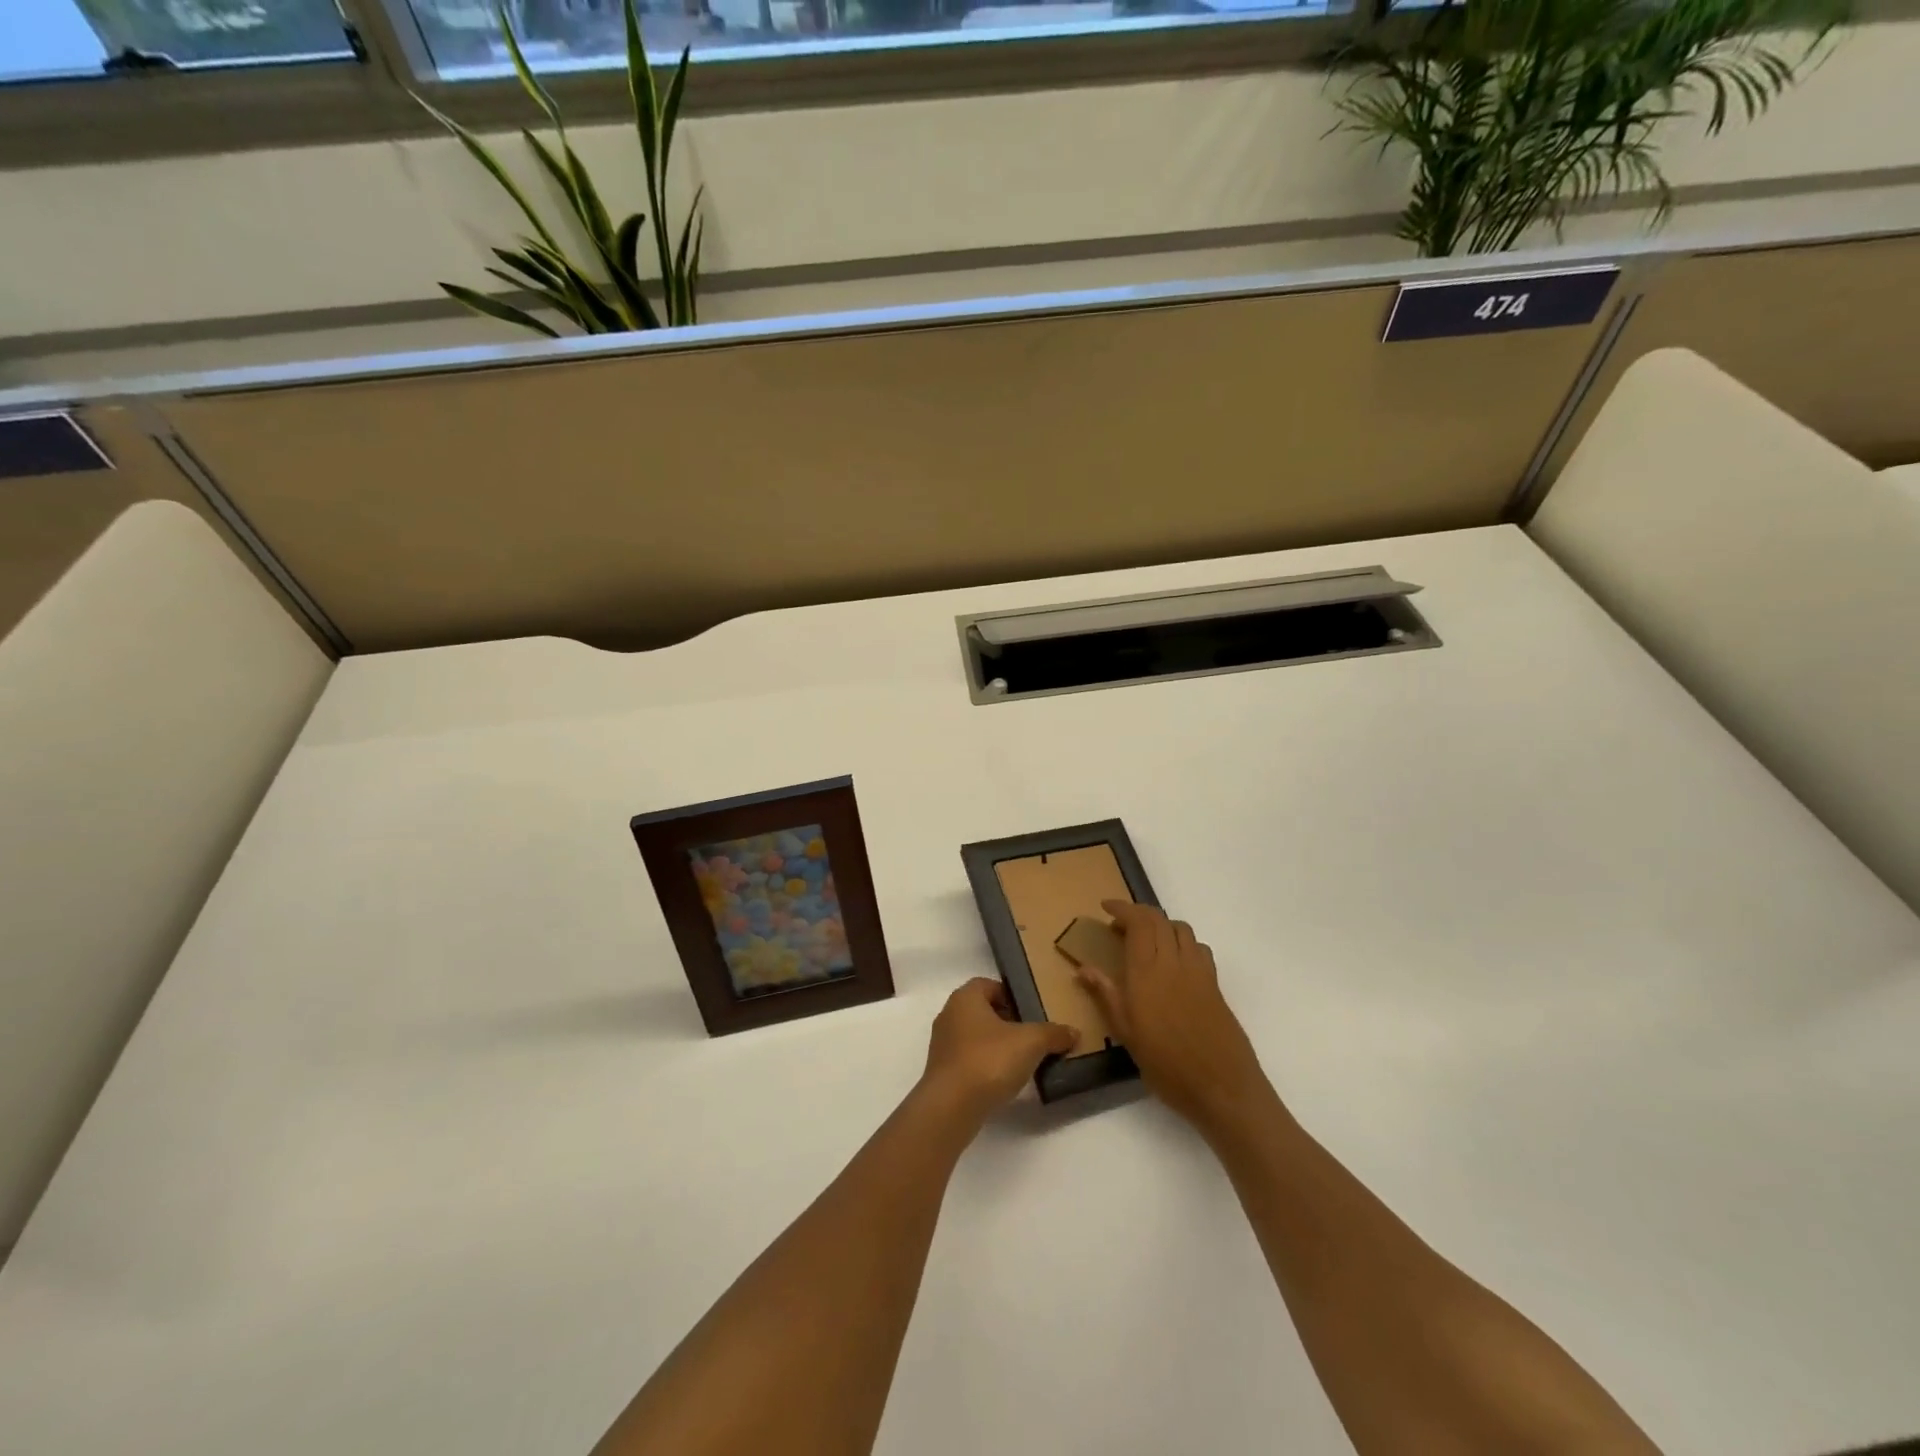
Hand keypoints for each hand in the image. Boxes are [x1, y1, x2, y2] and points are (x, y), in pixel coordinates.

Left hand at [922, 978, 1076, 1122]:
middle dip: (1007, 1021)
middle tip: (1031, 1035)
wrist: (951, 1106)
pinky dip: (985, 1064)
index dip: (1010, 995)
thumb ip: (1053, 1034)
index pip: (989, 985)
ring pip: (975, 1036)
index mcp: (965, 998)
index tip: (1030, 1011)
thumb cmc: (989, 1060)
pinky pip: (968, 1059)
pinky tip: (1003, 1080)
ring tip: (1022, 1060)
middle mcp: (949, 1015)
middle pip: (982, 1011)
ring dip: (996, 1045)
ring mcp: (942, 1044)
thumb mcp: (1031, 1043)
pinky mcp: (942, 1071)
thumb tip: (1073, 1032)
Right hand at [1076, 901, 1269, 1131]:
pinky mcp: (1215, 984)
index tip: (1105, 907)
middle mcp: (1173, 962)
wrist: (1223, 1087)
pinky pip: (1198, 948)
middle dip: (1138, 913)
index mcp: (1147, 971)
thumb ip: (1106, 995)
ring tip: (1147, 940)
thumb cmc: (1167, 1064)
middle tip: (1120, 924)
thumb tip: (1083, 968)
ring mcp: (1198, 971)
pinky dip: (1182, 942)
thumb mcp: (1127, 1034)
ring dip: (1161, 924)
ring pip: (1181, 929)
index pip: (1137, 922)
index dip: (1122, 909)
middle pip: (1159, 919)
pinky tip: (1175, 962)